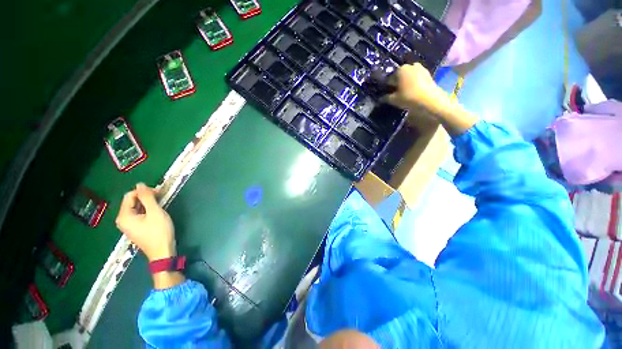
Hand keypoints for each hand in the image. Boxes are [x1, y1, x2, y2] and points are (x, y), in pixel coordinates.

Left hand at [116, 183, 175, 261]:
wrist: (162, 251)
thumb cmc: (159, 231)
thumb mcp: (155, 212)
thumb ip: (147, 197)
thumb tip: (140, 184)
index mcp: (124, 216)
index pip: (129, 196)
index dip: (144, 191)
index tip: (159, 192)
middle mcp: (122, 220)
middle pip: (131, 202)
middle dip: (146, 197)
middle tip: (161, 197)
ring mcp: (128, 226)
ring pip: (136, 208)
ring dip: (148, 203)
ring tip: (160, 204)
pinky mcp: (135, 229)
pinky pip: (139, 215)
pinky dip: (147, 210)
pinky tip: (156, 213)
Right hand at [385, 63, 477, 135]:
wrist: (430, 100)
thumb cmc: (409, 98)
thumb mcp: (394, 100)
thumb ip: (385, 98)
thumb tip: (379, 99)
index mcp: (400, 70)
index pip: (389, 79)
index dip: (387, 87)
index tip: (387, 94)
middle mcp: (410, 66)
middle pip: (400, 76)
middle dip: (397, 83)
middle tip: (396, 94)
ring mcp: (420, 68)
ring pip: (408, 76)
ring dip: (405, 83)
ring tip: (404, 93)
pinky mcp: (428, 73)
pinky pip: (416, 78)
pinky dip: (413, 83)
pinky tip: (413, 91)